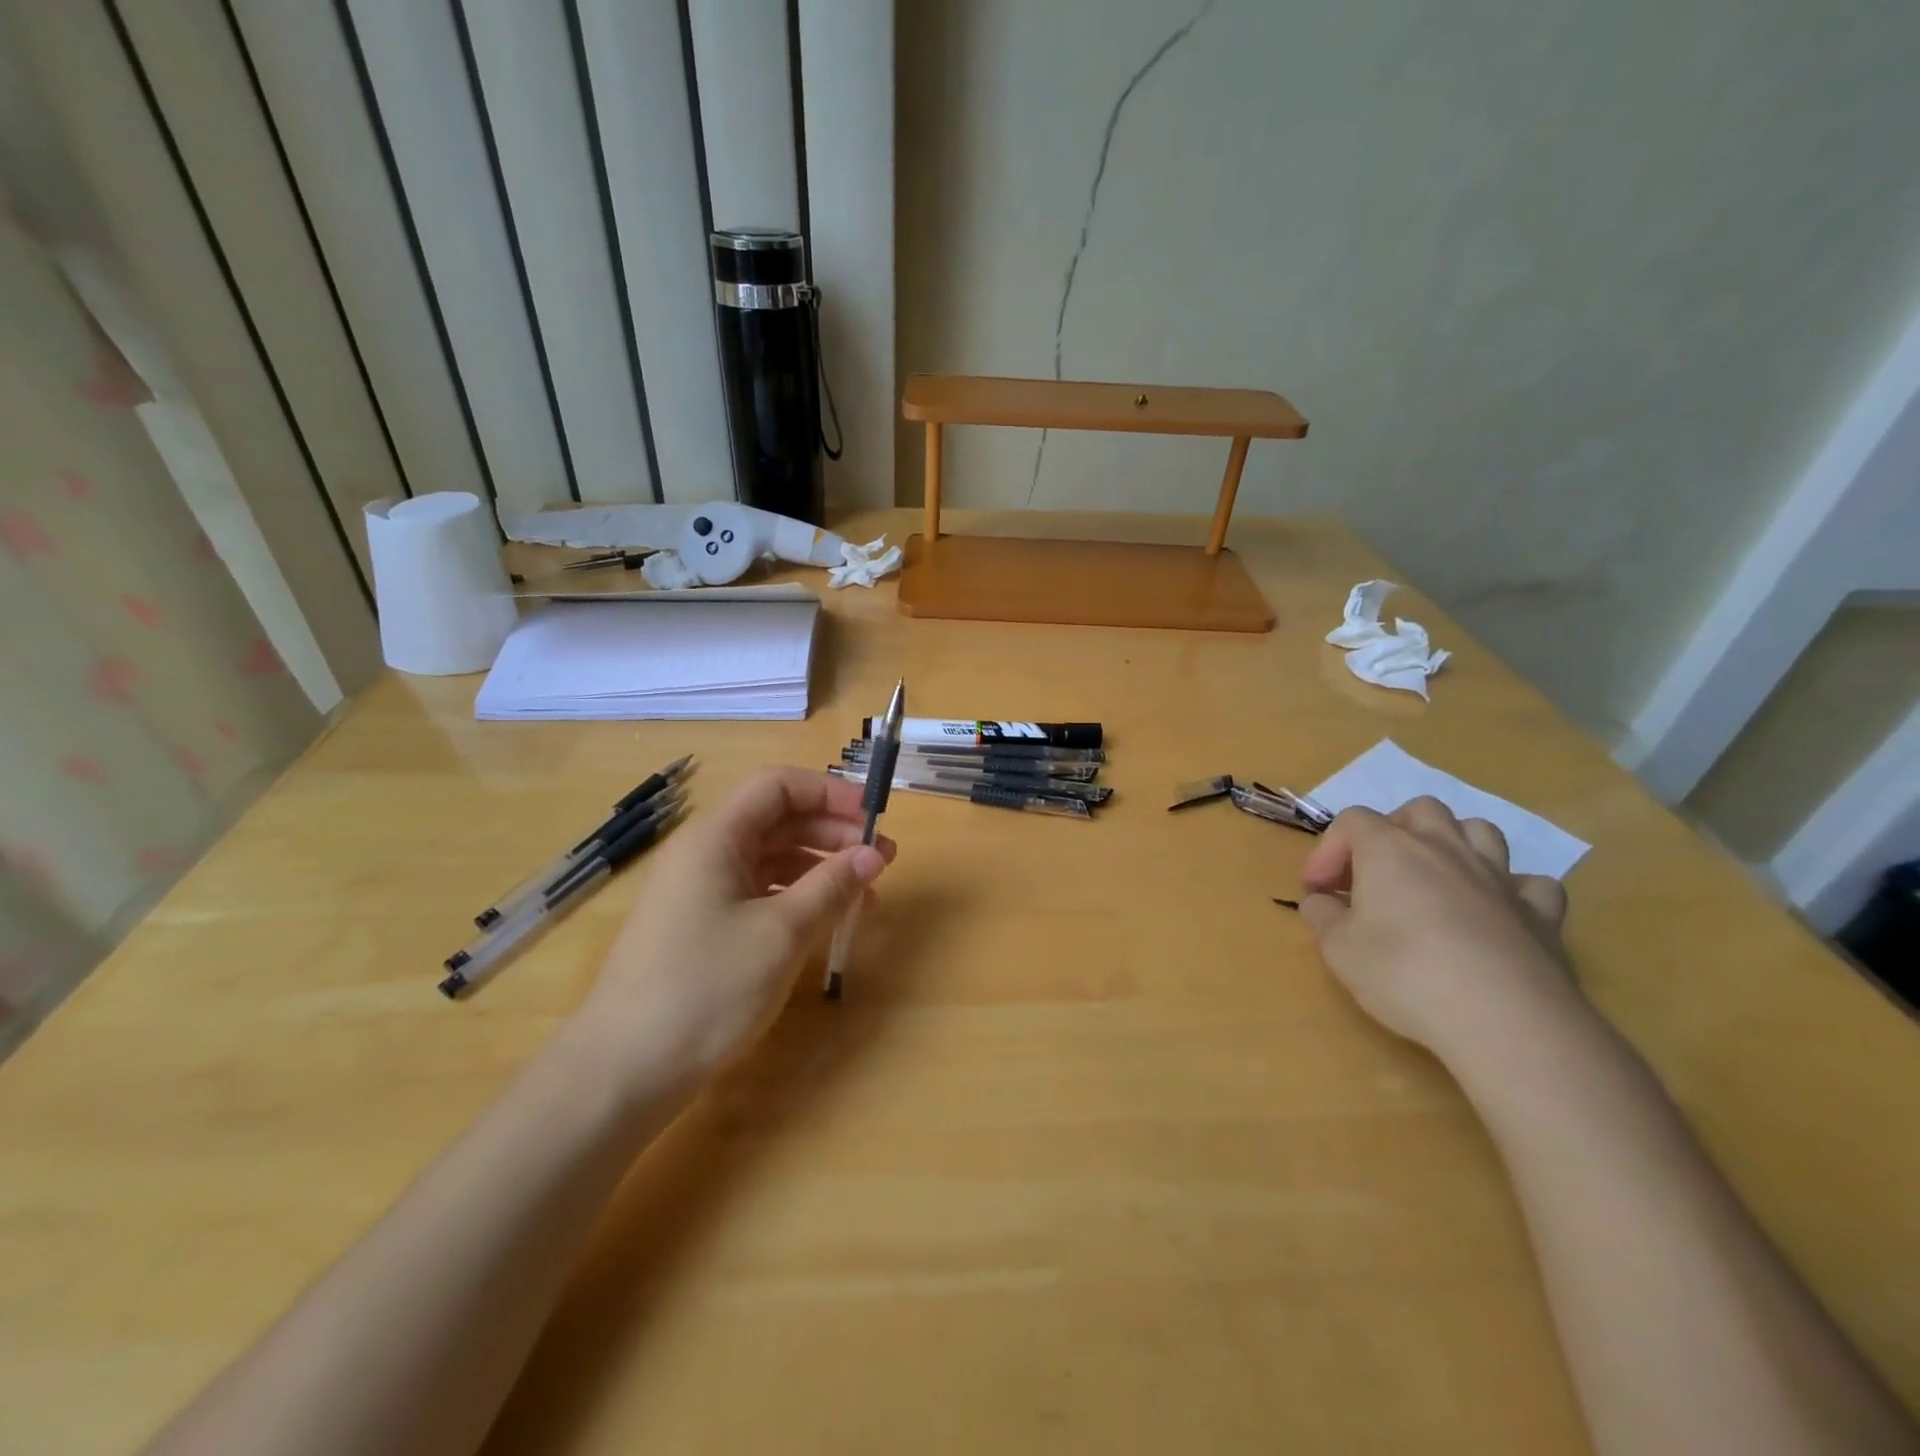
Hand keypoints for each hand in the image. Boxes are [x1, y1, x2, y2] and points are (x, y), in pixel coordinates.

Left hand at [573, 768, 893, 1092]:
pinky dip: (797, 899)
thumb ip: (832, 887)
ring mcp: (700, 892)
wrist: (622, 1073)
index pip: (779, 785)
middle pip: (778, 820)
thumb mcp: (781, 934)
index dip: (830, 793)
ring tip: (865, 895)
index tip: (873, 818)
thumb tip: (874, 854)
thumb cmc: (705, 990)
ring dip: (820, 868)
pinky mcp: (702, 927)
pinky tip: (826, 922)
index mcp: (716, 838)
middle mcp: (705, 853)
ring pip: (771, 859)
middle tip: (883, 859)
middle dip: (833, 832)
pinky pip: (759, 893)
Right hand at [1298, 797, 1583, 1067]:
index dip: (1328, 850)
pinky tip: (1496, 913)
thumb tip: (1321, 902)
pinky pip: (1529, 883)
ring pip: (1479, 832)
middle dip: (1394, 831)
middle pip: (1420, 810)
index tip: (1318, 890)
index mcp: (1390, 850)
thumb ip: (1323, 916)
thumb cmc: (1404, 974)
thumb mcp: (1339, 949)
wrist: (1504, 1020)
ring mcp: (1499, 877)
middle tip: (1376, 872)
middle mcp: (1445, 849)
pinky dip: (1510, 890)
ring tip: (1435, 879)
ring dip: (1454, 845)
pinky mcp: (1541, 914)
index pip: (1352, 821)